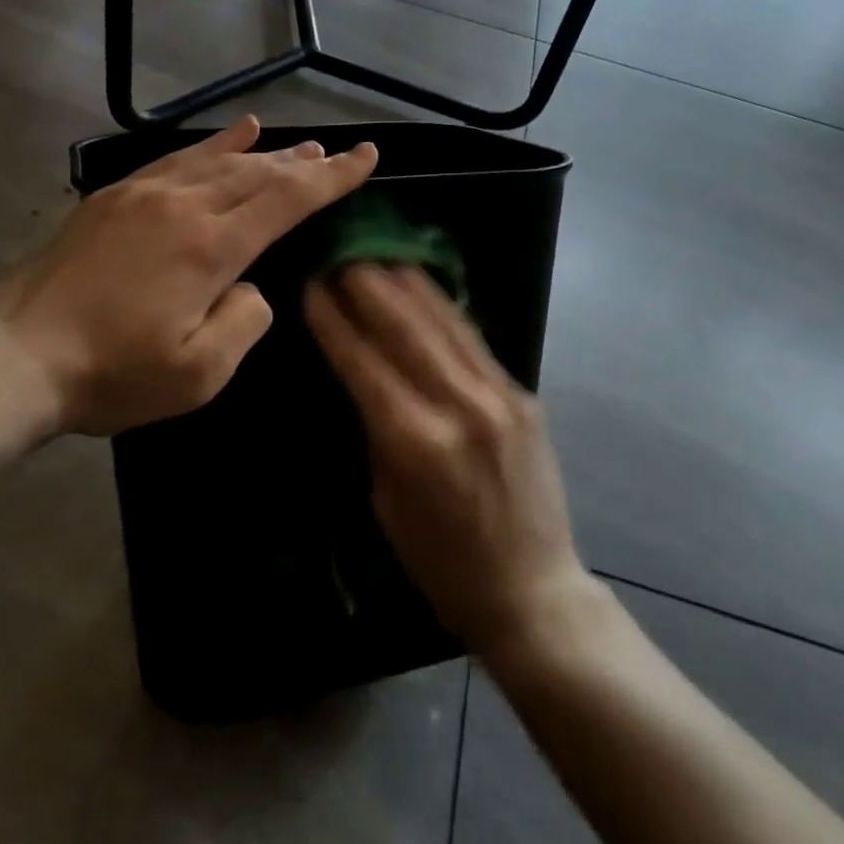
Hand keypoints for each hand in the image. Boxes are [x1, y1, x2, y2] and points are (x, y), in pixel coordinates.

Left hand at [0, 115, 376, 437]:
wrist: (16, 358)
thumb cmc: (111, 375)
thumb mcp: (198, 374)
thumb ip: (244, 321)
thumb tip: (251, 286)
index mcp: (210, 247)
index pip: (287, 200)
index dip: (333, 178)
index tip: (367, 156)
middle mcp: (183, 206)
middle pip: (258, 173)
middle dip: (304, 163)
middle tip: (338, 153)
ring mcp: (143, 195)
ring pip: (219, 160)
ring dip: (264, 152)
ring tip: (297, 144)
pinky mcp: (112, 197)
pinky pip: (175, 159)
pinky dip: (211, 144)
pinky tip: (232, 133)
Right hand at [305, 265, 593, 659]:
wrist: (533, 591)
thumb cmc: (441, 563)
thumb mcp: (386, 502)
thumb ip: (376, 429)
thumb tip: (361, 372)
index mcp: (415, 443)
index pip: (364, 362)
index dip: (333, 320)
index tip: (311, 284)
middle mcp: (459, 407)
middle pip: (404, 327)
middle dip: (367, 284)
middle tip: (340, 253)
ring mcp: (499, 396)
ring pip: (443, 321)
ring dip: (406, 282)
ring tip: (378, 253)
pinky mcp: (524, 394)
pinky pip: (474, 338)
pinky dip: (443, 307)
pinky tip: (423, 285)